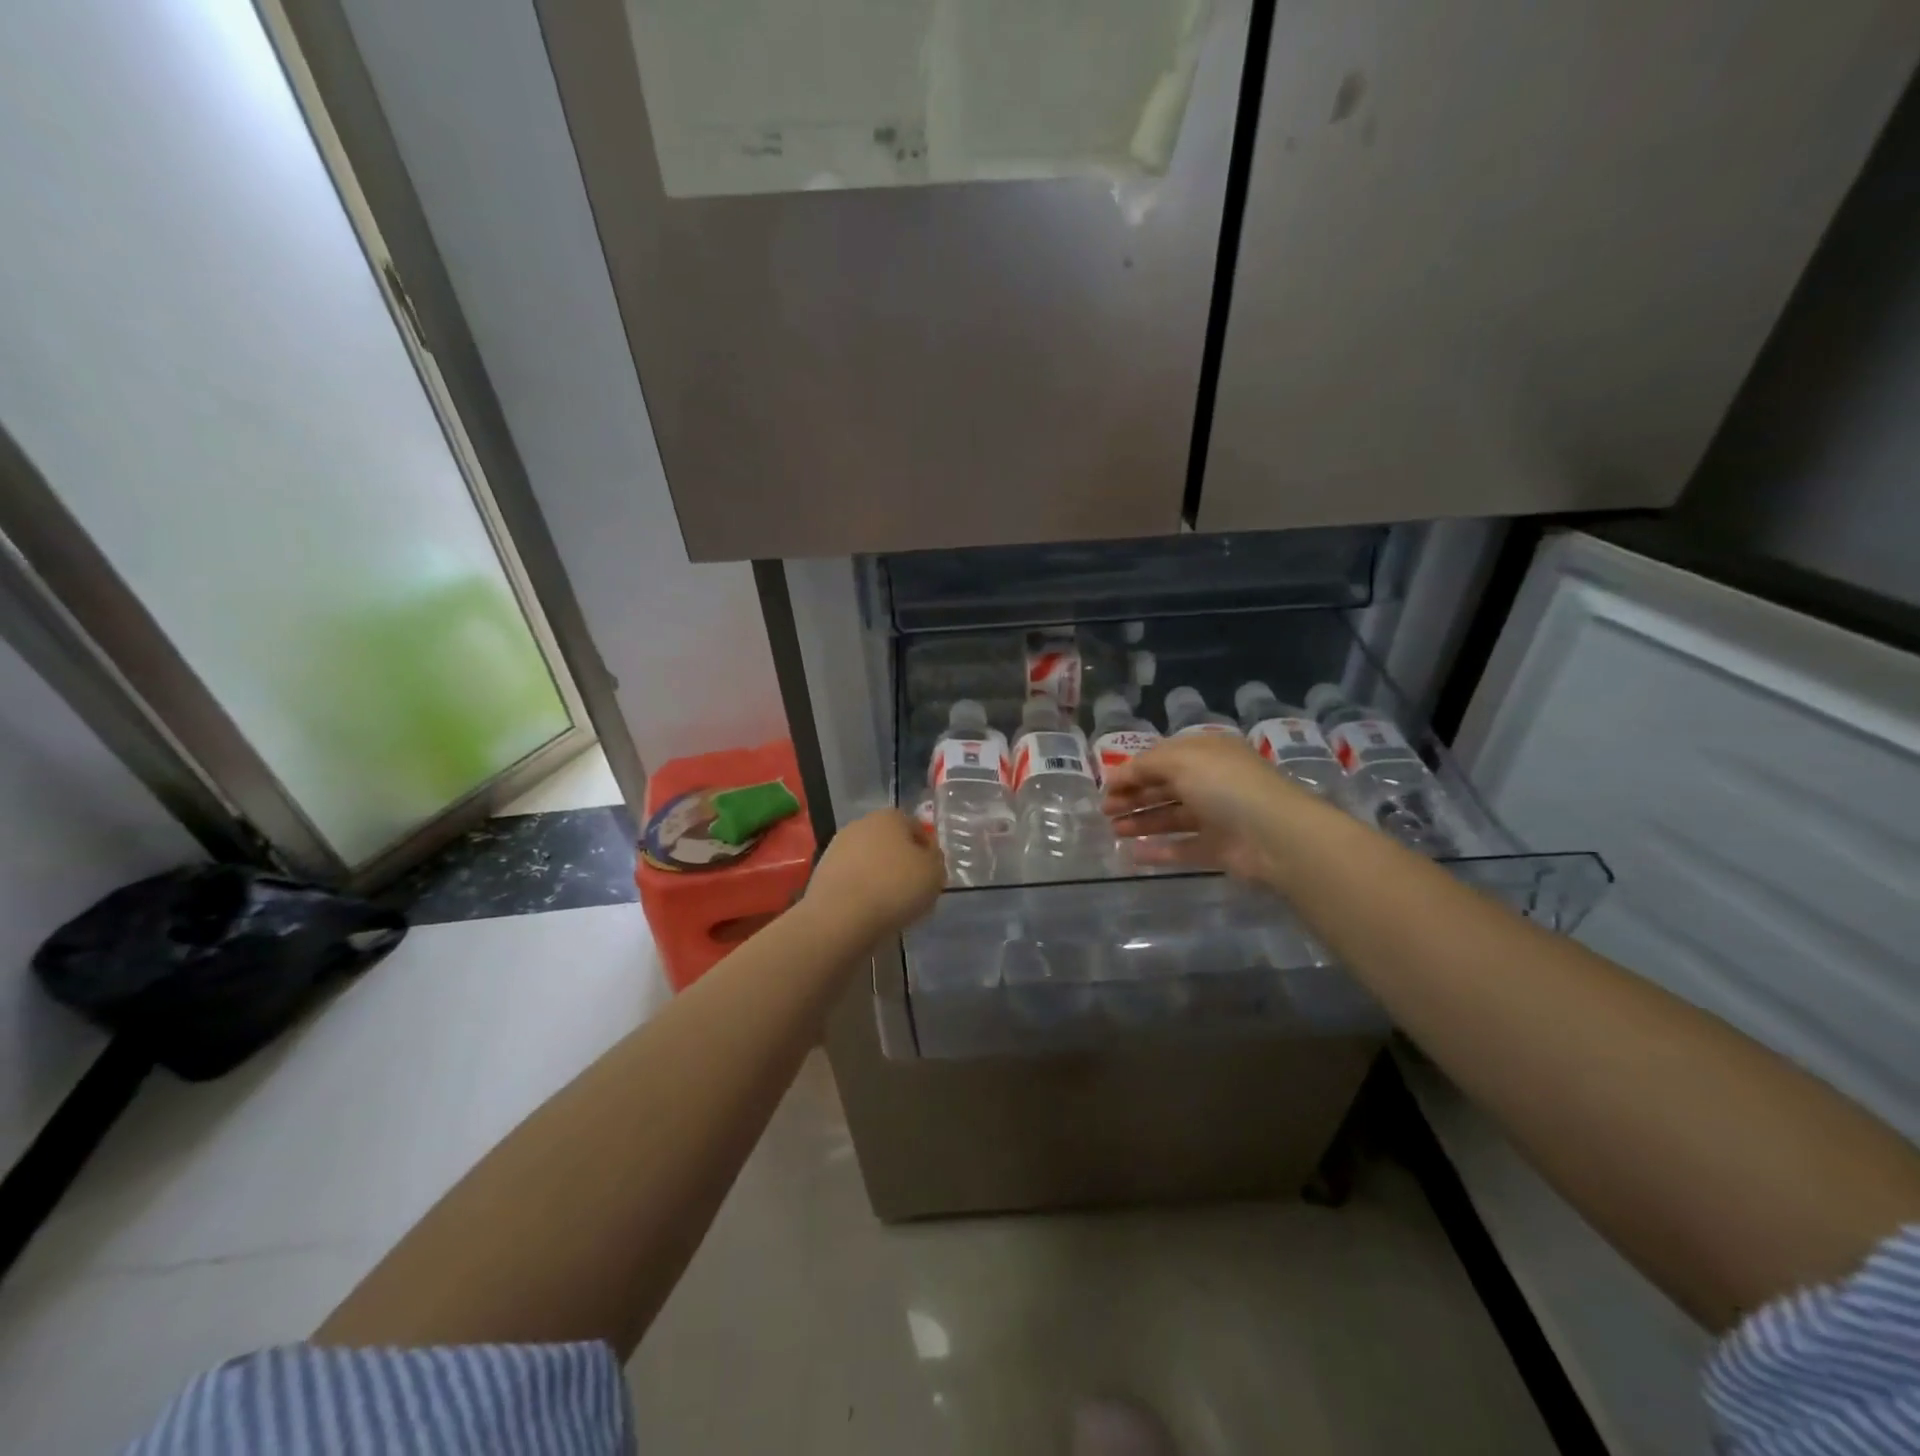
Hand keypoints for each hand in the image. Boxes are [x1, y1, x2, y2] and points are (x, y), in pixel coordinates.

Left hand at [805, 808, 944, 938]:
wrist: (840, 916)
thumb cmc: (895, 887)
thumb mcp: (934, 873)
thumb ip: (936, 861)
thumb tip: (928, 857)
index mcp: (890, 816)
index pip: (917, 828)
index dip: (928, 852)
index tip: (932, 875)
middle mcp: (861, 824)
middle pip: (890, 843)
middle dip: (902, 862)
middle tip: (913, 890)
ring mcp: (838, 847)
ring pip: (870, 861)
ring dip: (880, 876)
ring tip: (891, 905)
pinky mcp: (822, 871)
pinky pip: (853, 879)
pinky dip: (862, 890)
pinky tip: (869, 910)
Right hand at [1101, 733, 1327, 884]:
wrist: (1275, 835)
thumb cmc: (1225, 786)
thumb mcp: (1181, 760)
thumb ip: (1145, 765)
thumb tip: (1118, 776)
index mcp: (1206, 754)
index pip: (1162, 758)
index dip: (1132, 771)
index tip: (1106, 787)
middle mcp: (1211, 782)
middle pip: (1164, 788)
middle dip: (1133, 797)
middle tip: (1104, 811)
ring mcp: (1216, 817)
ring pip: (1171, 817)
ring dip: (1141, 822)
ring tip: (1113, 830)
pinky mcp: (1219, 849)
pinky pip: (1182, 848)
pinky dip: (1158, 851)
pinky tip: (1132, 854)